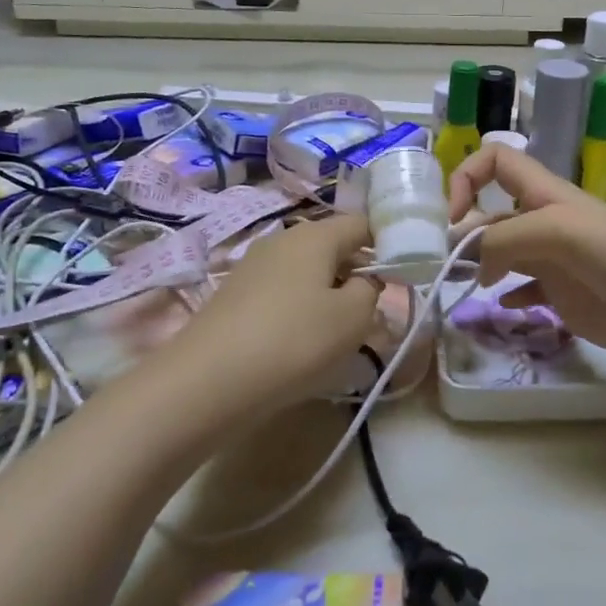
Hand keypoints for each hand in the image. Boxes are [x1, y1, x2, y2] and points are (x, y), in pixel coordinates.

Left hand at [159, 215, 381, 408]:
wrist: (207, 381)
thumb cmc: (294, 341)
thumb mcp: (353, 318)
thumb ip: (370, 291)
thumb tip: (364, 282)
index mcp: (315, 235)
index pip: (362, 224)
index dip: (385, 246)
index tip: (399, 280)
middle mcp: (282, 239)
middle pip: (332, 246)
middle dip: (355, 274)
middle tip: (371, 313)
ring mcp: (253, 266)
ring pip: (305, 271)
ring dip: (326, 295)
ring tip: (336, 333)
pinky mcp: (234, 295)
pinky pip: (281, 292)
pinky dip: (297, 310)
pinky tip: (298, 343)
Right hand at [446, 145, 605, 386]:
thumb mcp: (559, 232)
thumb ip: (506, 238)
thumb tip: (470, 259)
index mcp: (545, 195)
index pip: (496, 161)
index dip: (467, 177)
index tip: (452, 217)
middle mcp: (545, 222)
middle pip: (491, 214)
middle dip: (463, 233)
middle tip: (442, 267)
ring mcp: (555, 261)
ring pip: (503, 253)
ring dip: (478, 265)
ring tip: (461, 288)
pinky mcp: (566, 297)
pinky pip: (524, 289)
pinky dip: (506, 294)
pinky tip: (501, 307)